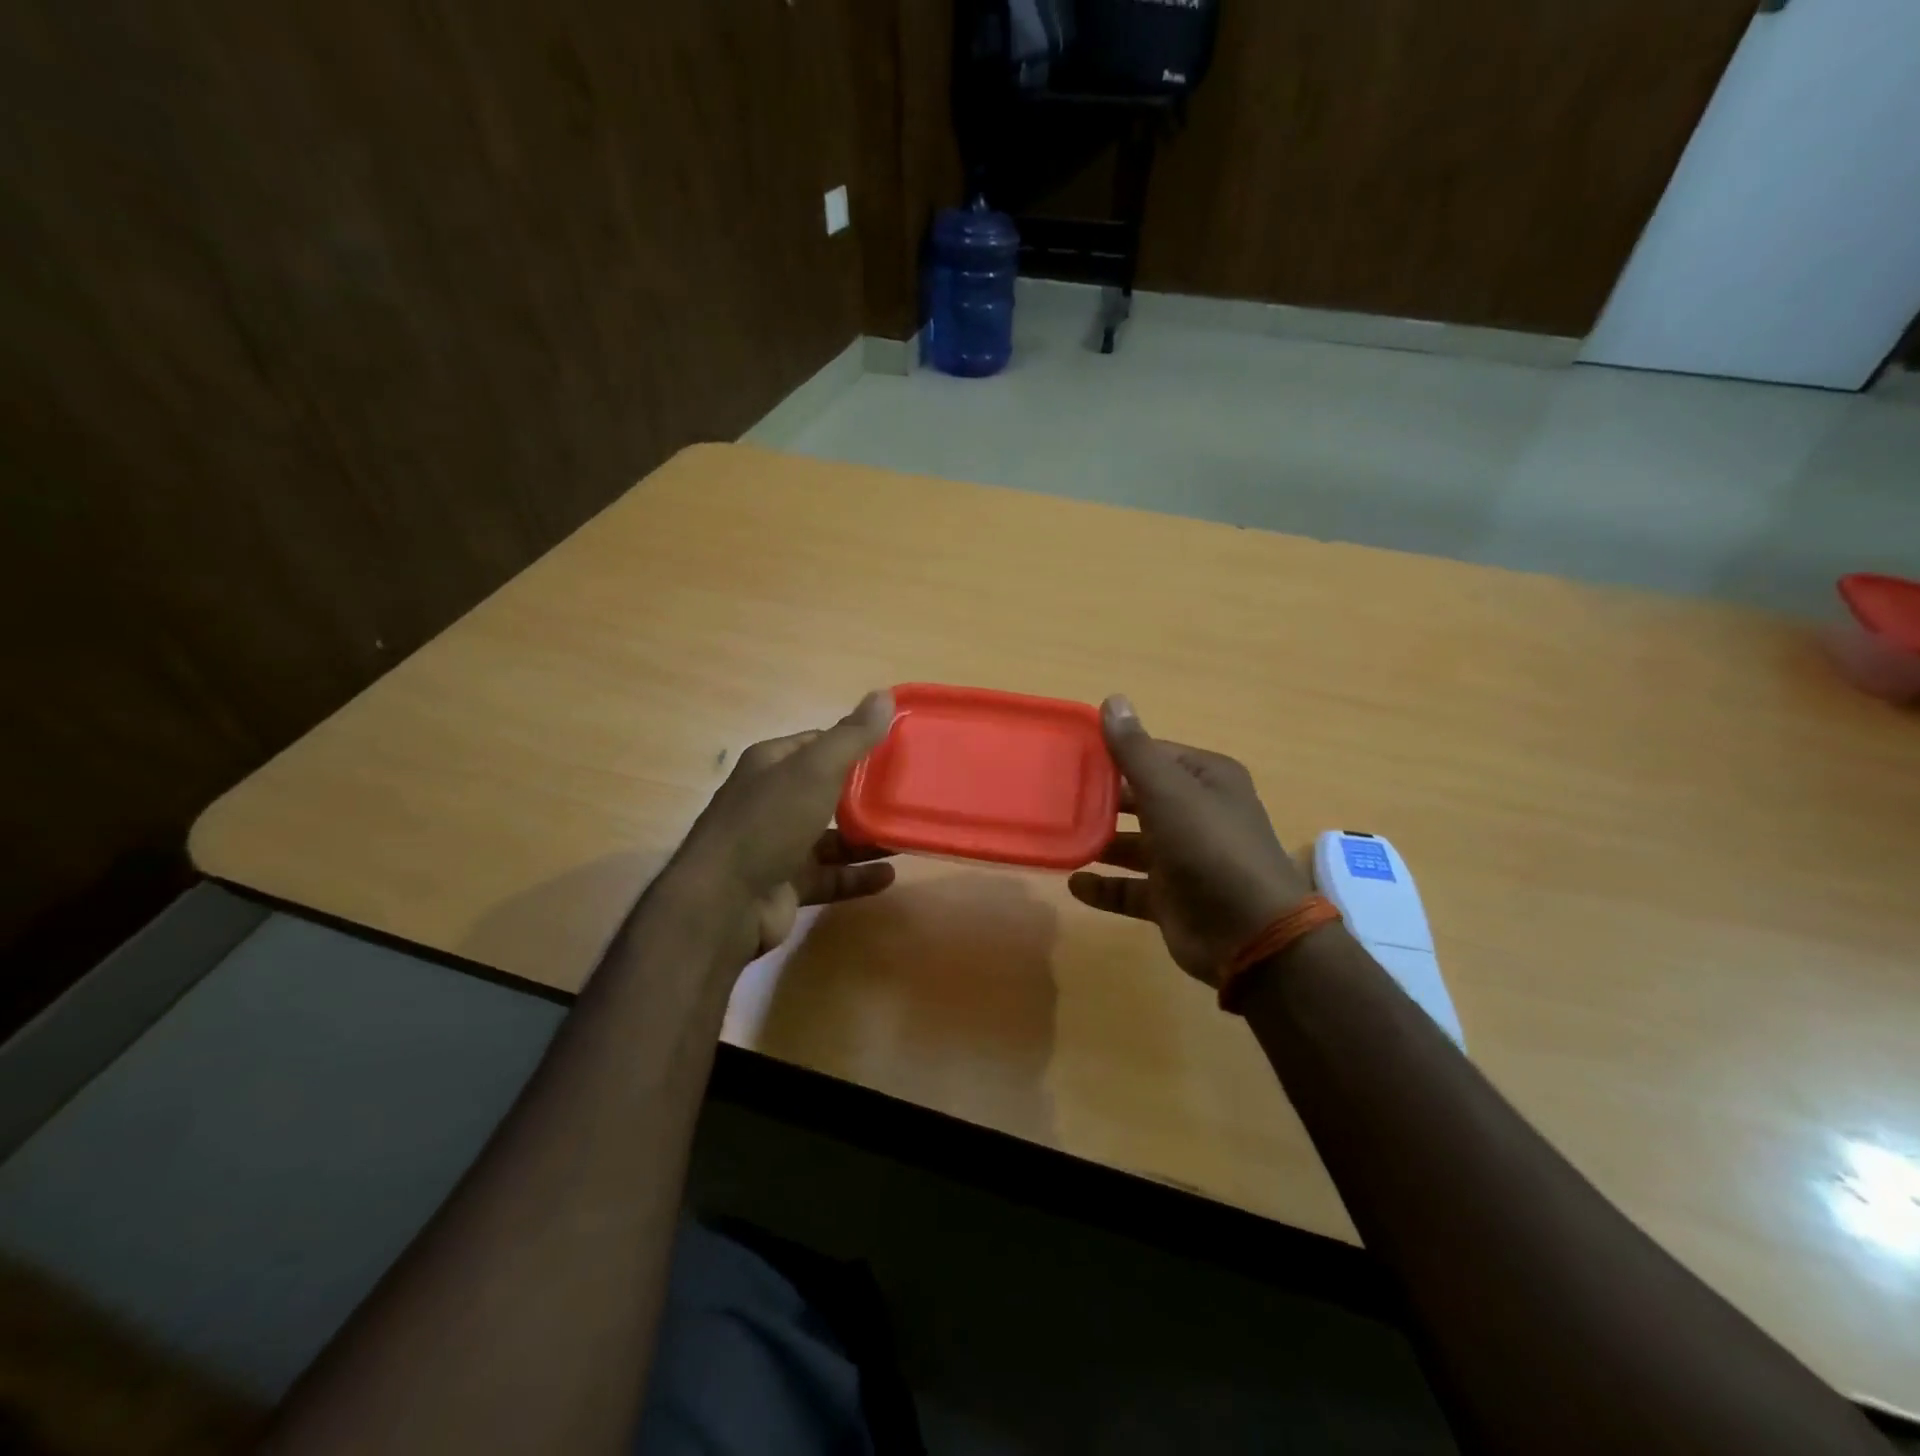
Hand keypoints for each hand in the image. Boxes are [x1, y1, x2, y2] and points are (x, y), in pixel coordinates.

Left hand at [663, 691, 896, 967]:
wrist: (723, 903)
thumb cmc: (768, 823)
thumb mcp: (814, 770)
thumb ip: (852, 736)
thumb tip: (884, 694)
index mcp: (771, 765)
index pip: (818, 744)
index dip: (854, 743)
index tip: (895, 748)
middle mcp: (772, 801)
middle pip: (826, 791)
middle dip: (865, 793)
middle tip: (908, 793)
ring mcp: (778, 845)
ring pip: (831, 837)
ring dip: (865, 837)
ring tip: (906, 834)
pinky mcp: (786, 885)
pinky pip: (830, 877)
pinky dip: (857, 876)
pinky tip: (889, 875)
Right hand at [1069, 696, 1311, 987]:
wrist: (1249, 933)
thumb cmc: (1209, 847)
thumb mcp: (1168, 791)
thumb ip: (1135, 750)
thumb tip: (1112, 700)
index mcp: (1206, 779)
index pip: (1152, 755)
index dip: (1113, 754)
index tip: (1069, 755)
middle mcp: (1197, 814)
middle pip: (1139, 798)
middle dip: (1101, 799)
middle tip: (1055, 796)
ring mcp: (1184, 859)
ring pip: (1132, 844)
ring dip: (1099, 842)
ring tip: (1058, 836)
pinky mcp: (1170, 899)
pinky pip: (1129, 888)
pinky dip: (1103, 887)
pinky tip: (1073, 884)